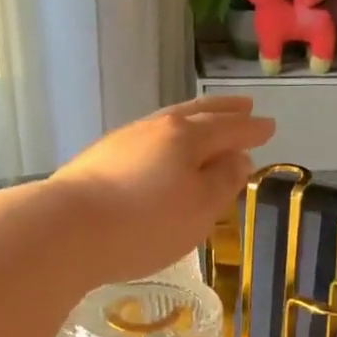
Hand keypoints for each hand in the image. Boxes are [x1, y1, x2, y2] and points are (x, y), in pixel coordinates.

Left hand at [47, 97, 274, 284]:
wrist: (67, 229)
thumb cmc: (146, 223)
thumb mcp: (199, 209)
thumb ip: (223, 181)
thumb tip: (238, 158)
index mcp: (186, 137)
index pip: (228, 128)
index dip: (251, 130)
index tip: (269, 126)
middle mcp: (155, 129)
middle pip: (195, 115)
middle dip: (223, 112)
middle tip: (243, 106)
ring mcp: (122, 141)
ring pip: (166, 123)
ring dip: (192, 121)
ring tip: (204, 123)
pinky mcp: (98, 160)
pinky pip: (145, 140)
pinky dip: (165, 140)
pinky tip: (160, 152)